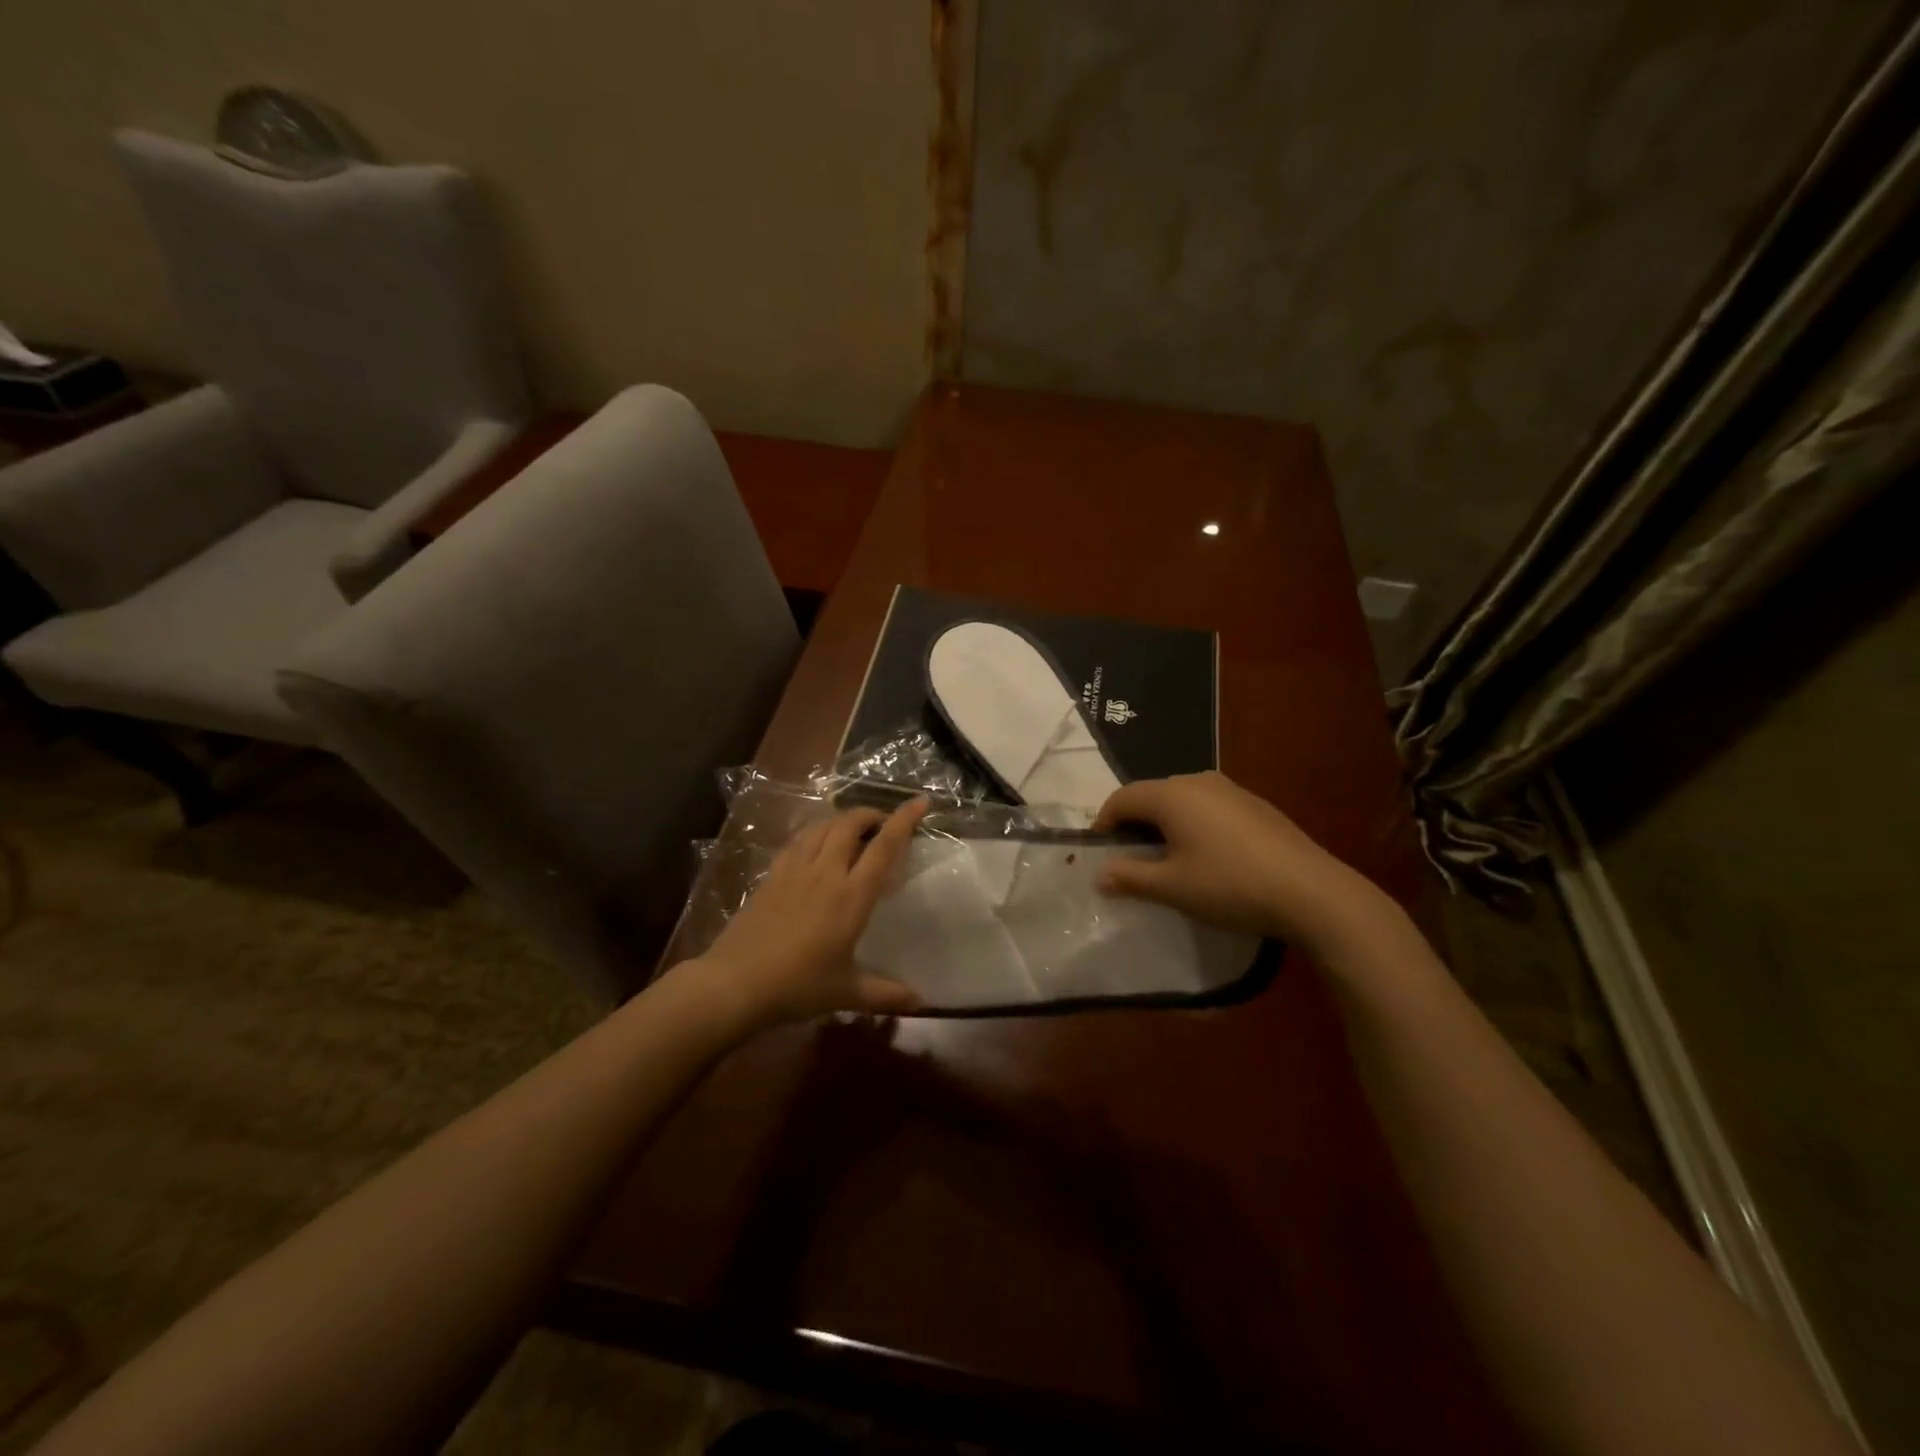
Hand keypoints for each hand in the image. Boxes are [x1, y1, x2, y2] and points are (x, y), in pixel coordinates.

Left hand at [696, 798, 928, 1028]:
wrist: (734, 983)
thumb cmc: (797, 987)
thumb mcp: (846, 992)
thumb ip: (885, 994)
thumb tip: (921, 1002)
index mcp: (851, 896)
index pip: (884, 847)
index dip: (904, 821)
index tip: (920, 802)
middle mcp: (825, 873)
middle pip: (849, 825)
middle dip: (870, 815)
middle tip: (883, 824)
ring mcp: (794, 870)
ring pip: (822, 827)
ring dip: (842, 820)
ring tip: (853, 830)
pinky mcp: (771, 876)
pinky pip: (798, 841)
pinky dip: (815, 834)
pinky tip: (815, 847)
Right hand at [1091, 772, 1387, 951]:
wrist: (1310, 891)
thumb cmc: (1229, 885)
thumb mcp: (1172, 887)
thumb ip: (1130, 877)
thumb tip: (1100, 874)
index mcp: (1172, 795)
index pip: (1122, 798)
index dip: (1104, 823)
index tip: (1100, 852)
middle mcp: (1198, 781)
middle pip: (1151, 795)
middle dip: (1134, 824)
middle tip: (1130, 858)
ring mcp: (1231, 790)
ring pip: (1182, 800)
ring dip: (1165, 824)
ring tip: (1167, 859)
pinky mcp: (1255, 805)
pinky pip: (1209, 808)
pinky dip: (1194, 825)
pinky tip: (1207, 856)